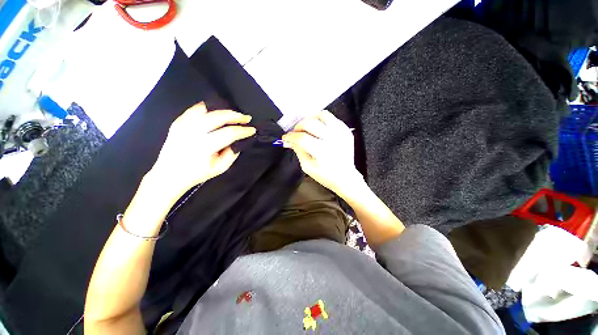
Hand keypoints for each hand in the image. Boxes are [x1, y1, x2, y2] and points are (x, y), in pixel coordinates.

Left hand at [147, 102, 255, 199]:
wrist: (169, 174)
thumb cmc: (197, 174)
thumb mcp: (220, 168)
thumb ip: (231, 154)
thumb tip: (237, 141)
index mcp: (204, 147)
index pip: (229, 133)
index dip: (243, 131)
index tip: (252, 130)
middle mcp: (192, 132)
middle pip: (218, 117)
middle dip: (236, 116)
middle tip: (246, 118)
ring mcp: (183, 125)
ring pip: (207, 110)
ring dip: (223, 111)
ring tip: (233, 114)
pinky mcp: (177, 123)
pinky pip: (194, 110)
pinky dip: (206, 108)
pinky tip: (215, 110)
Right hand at [282, 110, 362, 196]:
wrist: (345, 177)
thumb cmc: (326, 175)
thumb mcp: (307, 166)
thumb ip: (298, 151)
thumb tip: (288, 141)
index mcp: (322, 151)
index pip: (302, 138)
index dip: (290, 137)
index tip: (285, 138)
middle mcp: (332, 139)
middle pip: (310, 123)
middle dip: (298, 127)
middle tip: (295, 133)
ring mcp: (341, 133)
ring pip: (322, 115)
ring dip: (311, 119)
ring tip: (307, 128)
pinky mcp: (346, 130)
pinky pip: (331, 118)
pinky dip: (322, 121)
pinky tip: (318, 129)